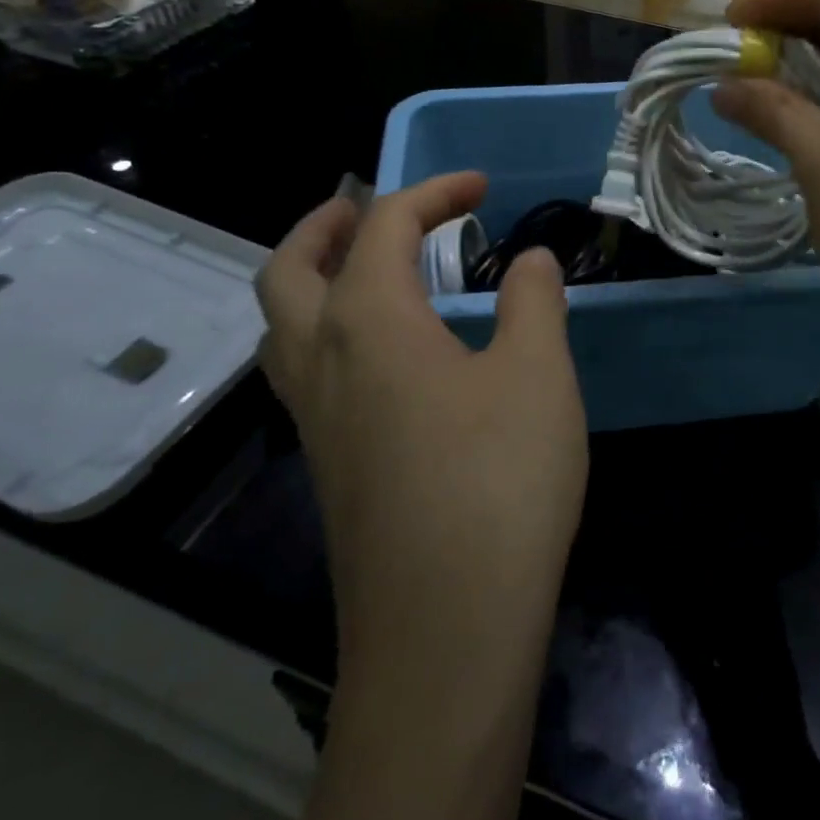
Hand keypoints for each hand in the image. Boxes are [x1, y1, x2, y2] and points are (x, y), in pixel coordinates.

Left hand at [255, 173, 586, 698]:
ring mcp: (313, 420)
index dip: (432, 192)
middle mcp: (321, 361)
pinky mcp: (326, 466)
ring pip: (282, 324)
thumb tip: (530, 259)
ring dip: (311, 278)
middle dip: (325, 223)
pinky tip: (384, 356)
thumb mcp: (537, 374)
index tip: (479, 187)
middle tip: (368, 207)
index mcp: (367, 322)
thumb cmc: (498, 483)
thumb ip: (533, 302)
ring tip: (366, 270)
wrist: (445, 632)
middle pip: (289, 269)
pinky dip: (326, 330)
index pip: (384, 226)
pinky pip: (304, 370)